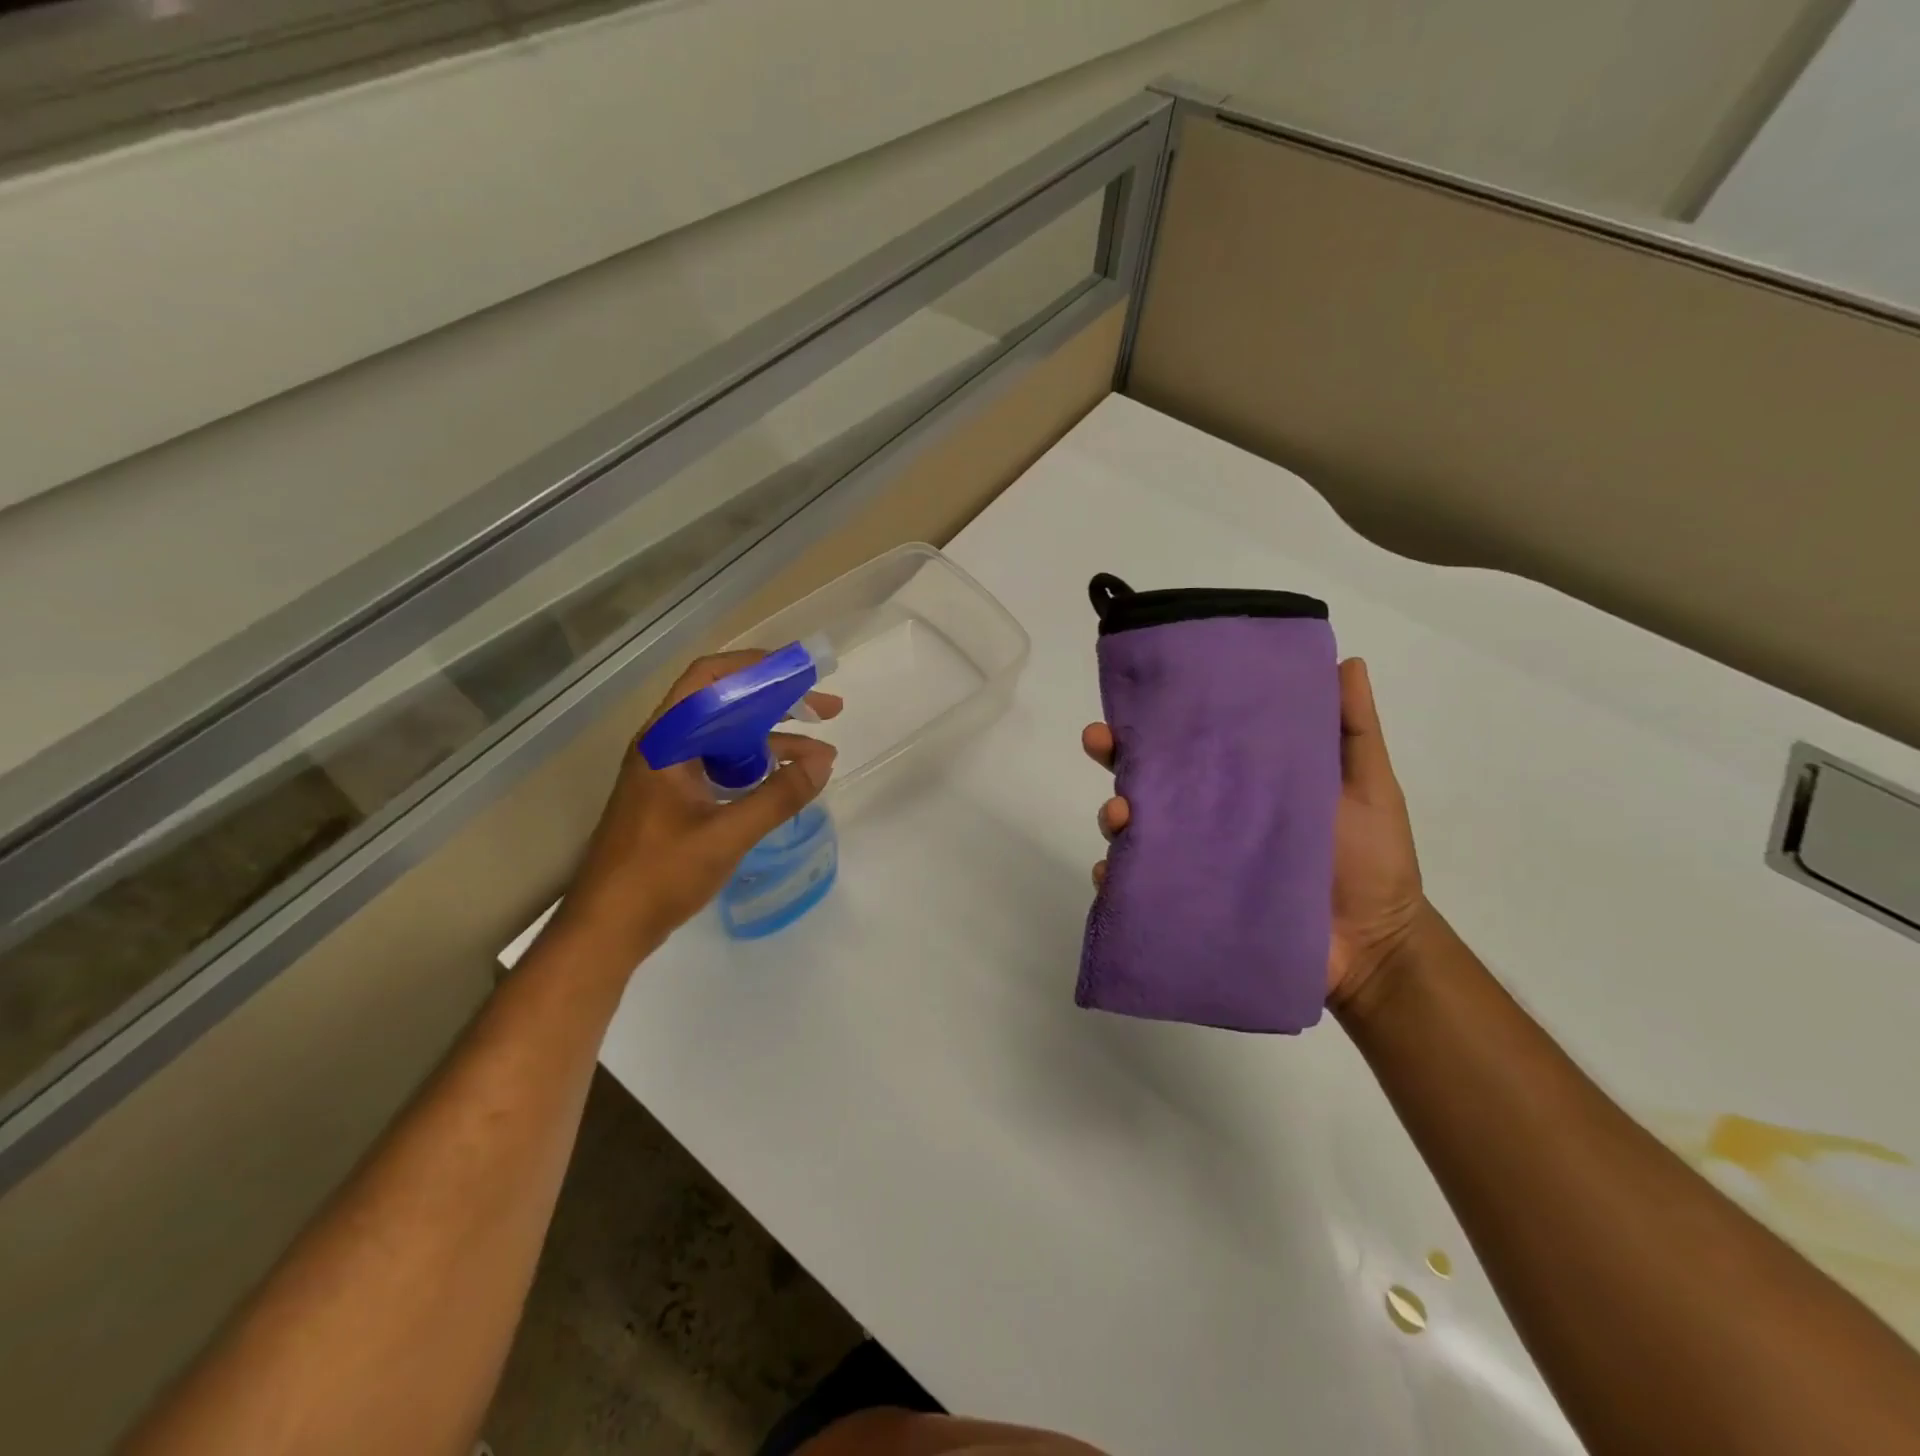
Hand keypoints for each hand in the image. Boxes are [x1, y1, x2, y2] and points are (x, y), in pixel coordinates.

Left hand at [553, 652, 839, 965]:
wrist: (606, 929)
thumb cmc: (658, 876)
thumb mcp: (726, 836)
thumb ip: (777, 797)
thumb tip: (824, 762)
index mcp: (666, 741)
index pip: (711, 679)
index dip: (757, 666)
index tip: (802, 672)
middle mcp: (665, 746)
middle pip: (725, 704)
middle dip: (777, 703)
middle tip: (826, 710)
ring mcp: (669, 772)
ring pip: (727, 737)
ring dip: (771, 738)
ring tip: (819, 754)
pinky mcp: (675, 797)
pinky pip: (721, 765)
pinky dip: (755, 766)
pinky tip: (785, 781)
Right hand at [1081, 657, 1425, 1010]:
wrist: (1375, 945)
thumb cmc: (1371, 859)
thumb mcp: (1368, 785)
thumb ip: (1353, 730)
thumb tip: (1345, 660)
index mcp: (1239, 784)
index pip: (1188, 743)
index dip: (1157, 718)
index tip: (1133, 696)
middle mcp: (1206, 816)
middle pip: (1146, 779)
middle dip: (1113, 755)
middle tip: (1098, 740)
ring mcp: (1193, 861)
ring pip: (1134, 830)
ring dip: (1112, 816)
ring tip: (1119, 815)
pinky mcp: (1187, 903)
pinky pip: (1137, 888)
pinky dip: (1115, 879)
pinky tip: (1110, 873)